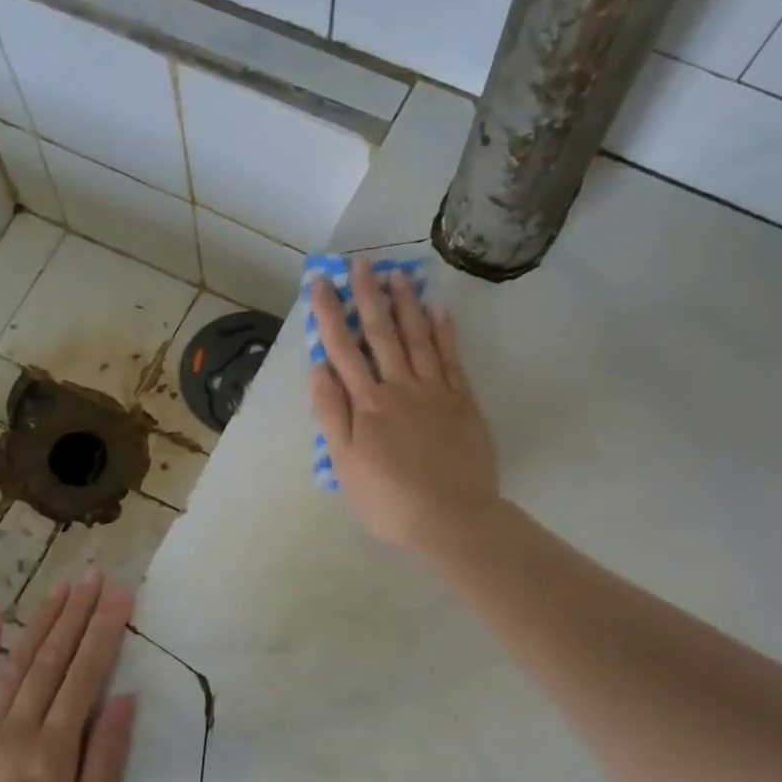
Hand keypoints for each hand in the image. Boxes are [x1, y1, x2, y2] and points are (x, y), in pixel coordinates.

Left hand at [0, 573, 135, 781]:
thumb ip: (107, 757)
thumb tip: (124, 698)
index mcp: (52, 750)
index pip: (85, 674)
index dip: (104, 630)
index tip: (119, 594)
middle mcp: (14, 731)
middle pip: (51, 660)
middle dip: (76, 613)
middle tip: (93, 576)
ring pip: (15, 666)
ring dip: (40, 623)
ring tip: (60, 588)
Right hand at [309, 268, 499, 553]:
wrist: (452, 518)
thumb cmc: (390, 500)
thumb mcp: (346, 465)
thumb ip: (332, 415)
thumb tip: (318, 369)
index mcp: (367, 404)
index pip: (343, 350)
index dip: (331, 314)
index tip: (321, 283)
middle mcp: (400, 387)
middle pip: (381, 334)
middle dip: (368, 297)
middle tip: (361, 263)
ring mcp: (435, 391)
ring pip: (418, 338)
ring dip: (406, 304)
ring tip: (397, 274)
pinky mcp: (463, 402)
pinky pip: (452, 358)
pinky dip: (445, 331)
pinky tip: (440, 309)